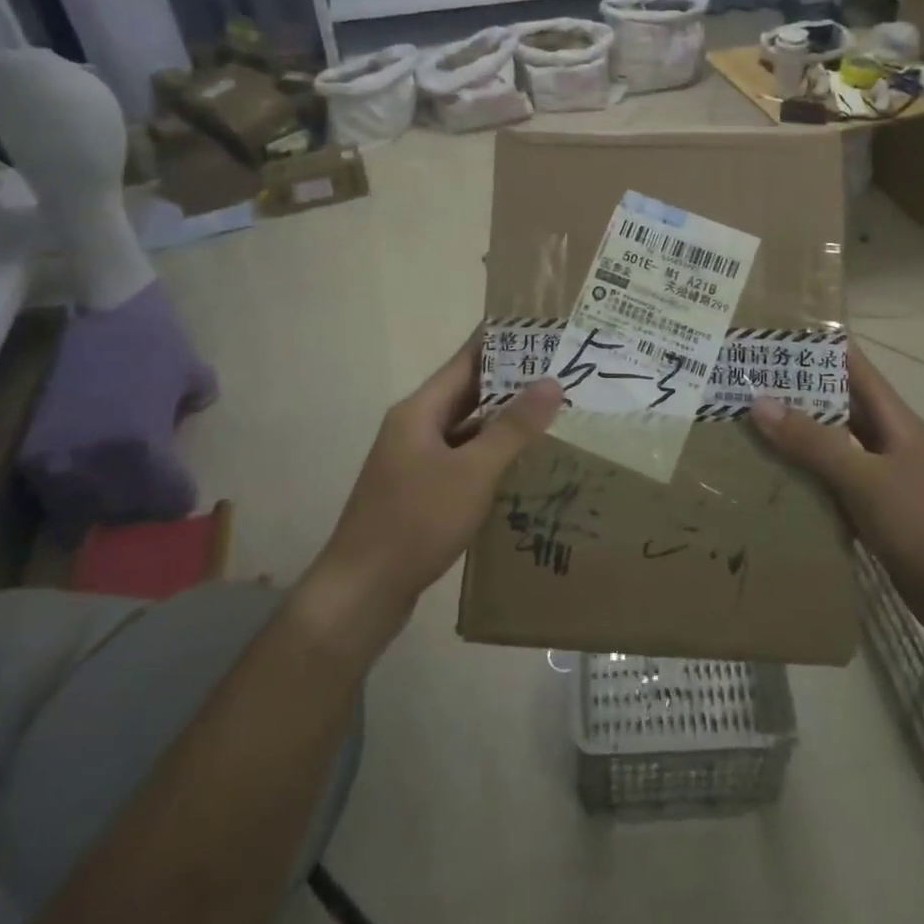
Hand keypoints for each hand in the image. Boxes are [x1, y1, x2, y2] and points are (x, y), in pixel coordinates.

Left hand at [302, 335, 562, 650]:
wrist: (361, 592)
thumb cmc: (416, 522)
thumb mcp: (473, 472)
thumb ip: (513, 428)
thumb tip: (551, 382)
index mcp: (419, 410)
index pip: (466, 360)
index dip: (503, 342)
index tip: (543, 331)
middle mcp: (414, 427)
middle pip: (467, 392)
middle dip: (512, 382)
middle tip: (562, 373)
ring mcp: (414, 460)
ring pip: (466, 428)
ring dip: (503, 420)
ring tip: (552, 412)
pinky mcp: (419, 490)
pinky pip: (461, 458)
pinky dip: (490, 453)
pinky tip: (522, 462)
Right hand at [748, 343, 923, 640]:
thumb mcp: (866, 479)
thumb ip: (813, 443)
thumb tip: (759, 402)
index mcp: (892, 420)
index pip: (851, 365)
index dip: (815, 346)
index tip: (768, 335)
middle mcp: (885, 442)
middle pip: (835, 405)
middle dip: (792, 393)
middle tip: (738, 384)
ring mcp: (880, 479)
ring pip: (829, 448)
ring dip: (793, 439)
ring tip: (741, 429)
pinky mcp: (874, 515)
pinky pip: (830, 487)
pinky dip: (803, 482)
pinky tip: (768, 484)